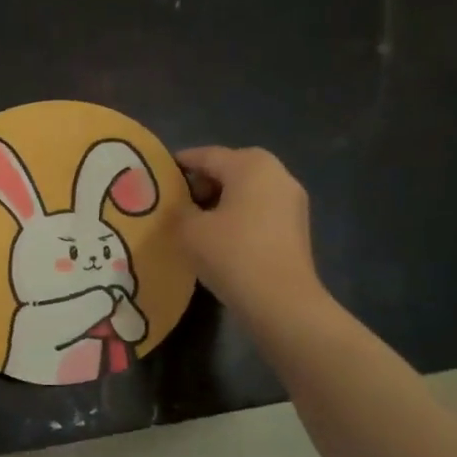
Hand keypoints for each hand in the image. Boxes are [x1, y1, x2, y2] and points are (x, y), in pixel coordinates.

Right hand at [176, 146, 326, 328]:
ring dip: (222, 200)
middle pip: (230, 168)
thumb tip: (181, 206)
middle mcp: (276, 173)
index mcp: (250, 165)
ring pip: (247, 190)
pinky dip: (239, 215)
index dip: (180, 163)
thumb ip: (179, 210)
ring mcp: (292, 200)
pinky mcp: (297, 226)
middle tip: (178, 202)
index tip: (159, 175)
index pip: (206, 155)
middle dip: (203, 182)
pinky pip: (260, 209)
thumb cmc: (232, 254)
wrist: (281, 301)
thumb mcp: (189, 230)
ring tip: (197, 222)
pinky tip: (222, 238)